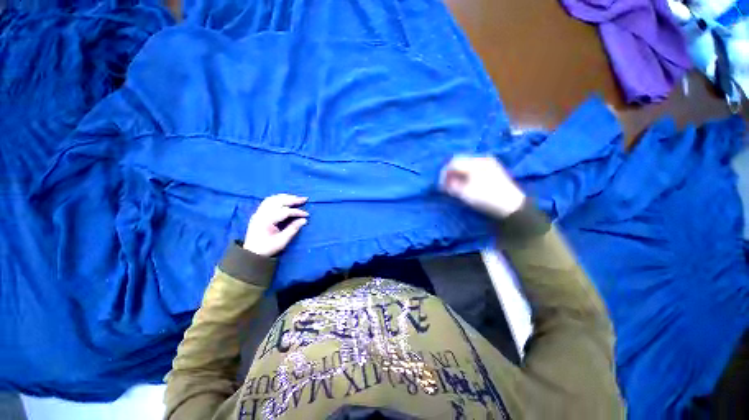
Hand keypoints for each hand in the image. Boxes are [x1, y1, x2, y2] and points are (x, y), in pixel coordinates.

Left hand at [243, 194, 308, 256]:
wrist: (251, 252)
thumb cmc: (268, 248)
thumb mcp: (282, 241)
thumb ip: (293, 229)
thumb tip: (304, 220)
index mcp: (267, 221)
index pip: (285, 211)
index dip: (297, 212)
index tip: (307, 214)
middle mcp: (262, 214)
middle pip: (279, 201)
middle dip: (293, 199)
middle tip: (305, 199)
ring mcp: (259, 212)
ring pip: (273, 199)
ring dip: (285, 197)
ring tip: (296, 198)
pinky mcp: (258, 213)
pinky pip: (268, 201)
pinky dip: (278, 198)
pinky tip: (285, 199)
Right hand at [440, 156, 525, 218]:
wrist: (512, 206)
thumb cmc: (487, 198)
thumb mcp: (465, 194)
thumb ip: (452, 186)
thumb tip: (445, 183)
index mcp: (475, 163)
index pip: (453, 163)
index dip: (444, 173)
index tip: (440, 185)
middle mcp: (482, 159)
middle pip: (460, 161)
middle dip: (450, 172)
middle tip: (446, 184)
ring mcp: (489, 163)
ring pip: (467, 164)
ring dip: (458, 173)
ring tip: (455, 185)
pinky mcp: (493, 169)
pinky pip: (474, 167)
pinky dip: (466, 174)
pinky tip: (465, 182)